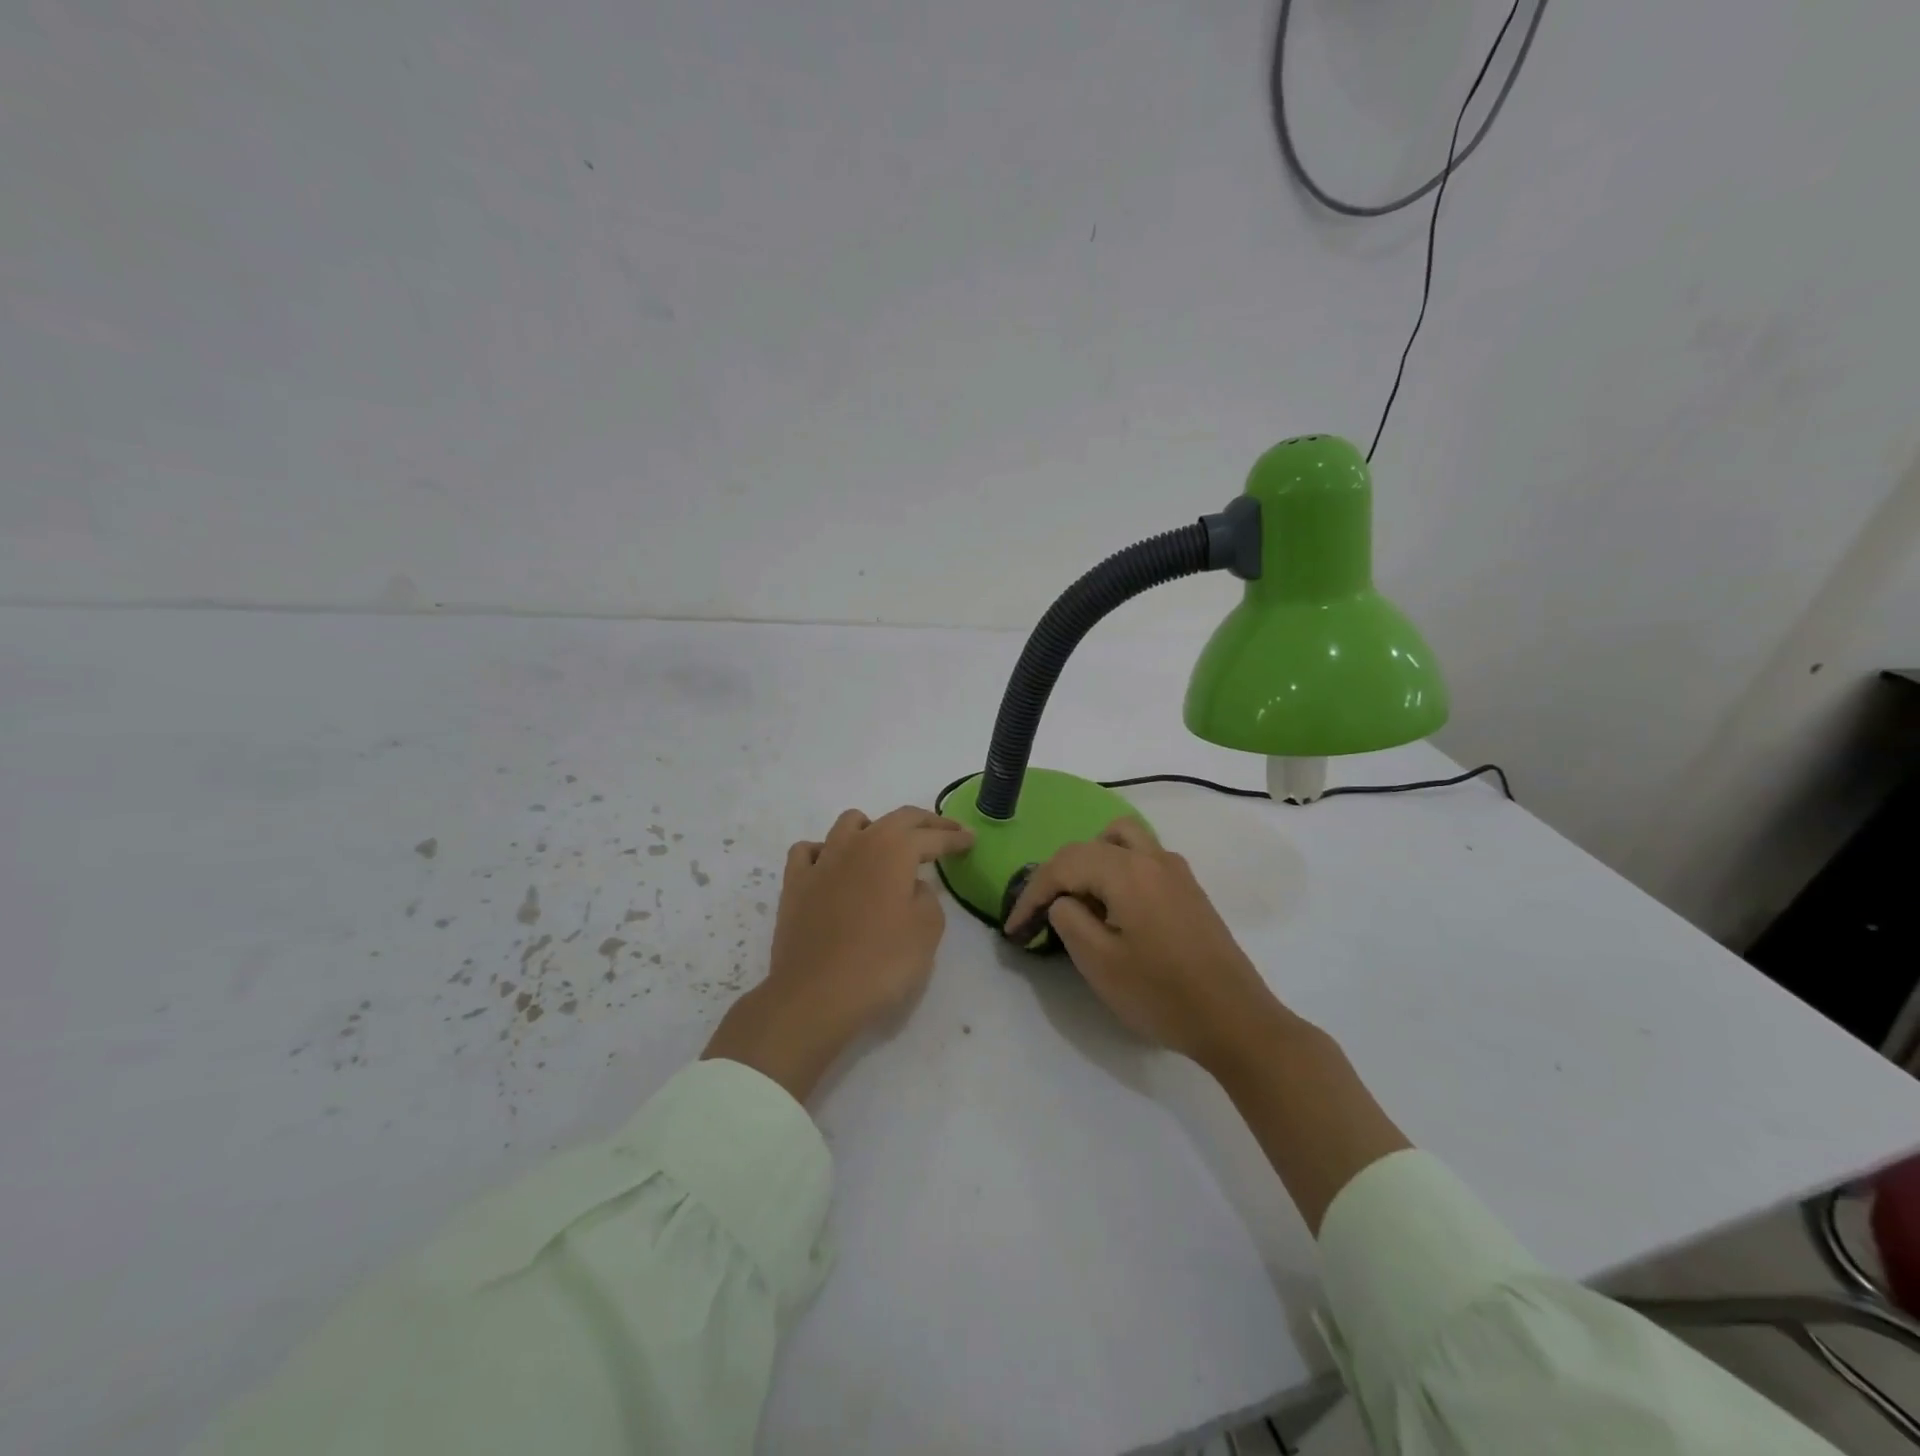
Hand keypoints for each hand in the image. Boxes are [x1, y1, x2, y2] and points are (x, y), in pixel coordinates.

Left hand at [703, 806, 972, 1100]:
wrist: (816, 994)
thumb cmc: (881, 962)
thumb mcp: (927, 931)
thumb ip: (928, 899)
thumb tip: (913, 887)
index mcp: (894, 850)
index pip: (932, 836)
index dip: (955, 838)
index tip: (971, 838)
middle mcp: (858, 843)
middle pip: (896, 819)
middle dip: (925, 823)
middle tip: (945, 832)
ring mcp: (822, 860)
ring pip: (849, 823)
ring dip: (873, 827)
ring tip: (886, 845)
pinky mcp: (795, 883)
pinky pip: (808, 851)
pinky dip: (825, 851)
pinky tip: (832, 865)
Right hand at [1004, 817, 1287, 1069]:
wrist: (1235, 1020)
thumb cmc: (1161, 994)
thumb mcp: (1099, 963)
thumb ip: (1069, 919)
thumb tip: (1063, 901)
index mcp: (1127, 871)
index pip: (1063, 864)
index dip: (1031, 893)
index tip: (1013, 928)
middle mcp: (1152, 858)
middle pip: (1090, 845)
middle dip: (1057, 875)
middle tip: (1039, 913)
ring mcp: (1175, 870)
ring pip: (1121, 839)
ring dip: (1090, 860)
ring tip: (1078, 898)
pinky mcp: (1188, 888)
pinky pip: (1142, 857)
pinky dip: (1117, 867)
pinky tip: (1113, 906)